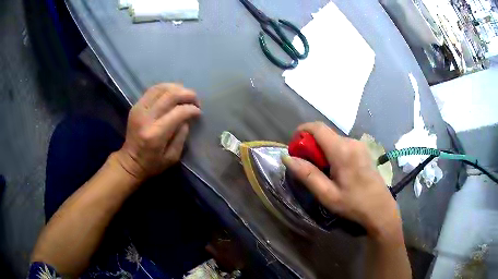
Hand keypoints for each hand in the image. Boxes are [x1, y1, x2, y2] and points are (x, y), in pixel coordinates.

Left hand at [115, 83, 200, 181]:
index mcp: (156, 134)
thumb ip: (181, 137)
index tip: (198, 112)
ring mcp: (139, 109)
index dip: (192, 109)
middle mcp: (146, 118)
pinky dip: (166, 88)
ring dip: (177, 88)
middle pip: (170, 95)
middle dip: (187, 94)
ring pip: (161, 88)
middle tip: (195, 100)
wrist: (129, 161)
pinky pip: (153, 90)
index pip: (178, 112)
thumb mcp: (172, 157)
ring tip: (185, 95)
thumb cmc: (152, 164)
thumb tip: (187, 118)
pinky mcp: (136, 106)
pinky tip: (173, 93)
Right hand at [282, 122, 401, 240]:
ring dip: (321, 150)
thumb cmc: (353, 204)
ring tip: (320, 171)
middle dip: (310, 145)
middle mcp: (351, 141)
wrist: (380, 208)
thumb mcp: (327, 194)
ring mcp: (359, 144)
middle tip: (305, 166)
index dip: (301, 131)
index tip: (294, 148)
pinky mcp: (362, 150)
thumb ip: (307, 174)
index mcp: (342, 150)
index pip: (317, 128)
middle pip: (324, 133)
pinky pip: (341, 144)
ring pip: (332, 139)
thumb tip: (287, 157)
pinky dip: (331, 152)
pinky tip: (334, 170)